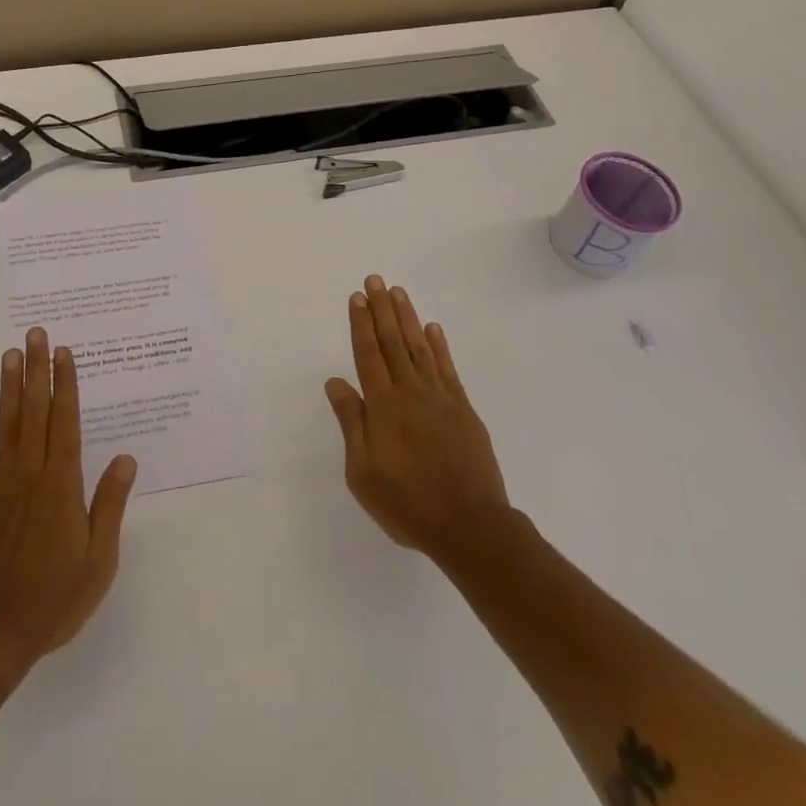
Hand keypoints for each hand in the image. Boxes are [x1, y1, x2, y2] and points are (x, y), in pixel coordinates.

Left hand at [0, 328, 137, 679]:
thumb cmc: (52, 600)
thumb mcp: (98, 561)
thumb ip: (109, 505)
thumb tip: (126, 458)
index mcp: (62, 486)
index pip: (66, 422)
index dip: (66, 385)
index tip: (65, 353)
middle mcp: (30, 474)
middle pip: (36, 412)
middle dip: (38, 370)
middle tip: (36, 334)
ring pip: (7, 425)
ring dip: (10, 387)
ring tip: (10, 354)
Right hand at [324, 276, 510, 559]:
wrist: (469, 525)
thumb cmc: (407, 504)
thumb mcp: (363, 473)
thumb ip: (351, 423)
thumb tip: (336, 382)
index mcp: (383, 406)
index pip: (368, 354)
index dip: (361, 324)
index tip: (356, 297)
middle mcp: (410, 392)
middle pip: (392, 342)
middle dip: (381, 309)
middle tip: (375, 280)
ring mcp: (440, 398)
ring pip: (419, 348)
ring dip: (407, 318)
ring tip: (398, 292)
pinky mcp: (463, 409)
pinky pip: (447, 368)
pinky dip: (439, 346)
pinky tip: (433, 328)